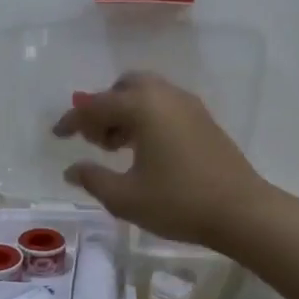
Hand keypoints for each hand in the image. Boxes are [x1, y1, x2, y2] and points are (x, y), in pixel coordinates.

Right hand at [51, 71, 268, 245]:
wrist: (241, 211)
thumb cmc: (178, 202)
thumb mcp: (125, 197)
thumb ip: (93, 179)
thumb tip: (71, 169)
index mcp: (143, 107)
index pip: (96, 105)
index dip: (72, 120)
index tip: (57, 135)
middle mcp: (165, 96)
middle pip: (124, 87)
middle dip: (103, 107)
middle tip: (94, 139)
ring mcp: (188, 106)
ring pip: (147, 94)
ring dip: (125, 112)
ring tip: (116, 148)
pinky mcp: (203, 120)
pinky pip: (165, 105)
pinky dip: (146, 117)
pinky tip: (144, 150)